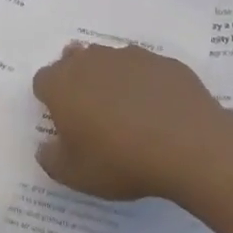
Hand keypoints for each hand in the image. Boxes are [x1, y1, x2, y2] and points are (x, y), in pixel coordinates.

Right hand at [32, 42, 226, 201]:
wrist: (190, 147)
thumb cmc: (121, 161)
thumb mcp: (75, 175)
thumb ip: (51, 159)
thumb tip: (45, 147)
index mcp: (62, 84)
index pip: (43, 81)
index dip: (50, 99)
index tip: (64, 122)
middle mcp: (91, 61)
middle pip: (73, 60)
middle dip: (78, 80)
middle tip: (92, 112)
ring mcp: (129, 57)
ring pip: (110, 60)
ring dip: (111, 78)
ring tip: (127, 111)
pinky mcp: (163, 62)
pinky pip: (146, 69)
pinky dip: (146, 84)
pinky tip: (159, 110)